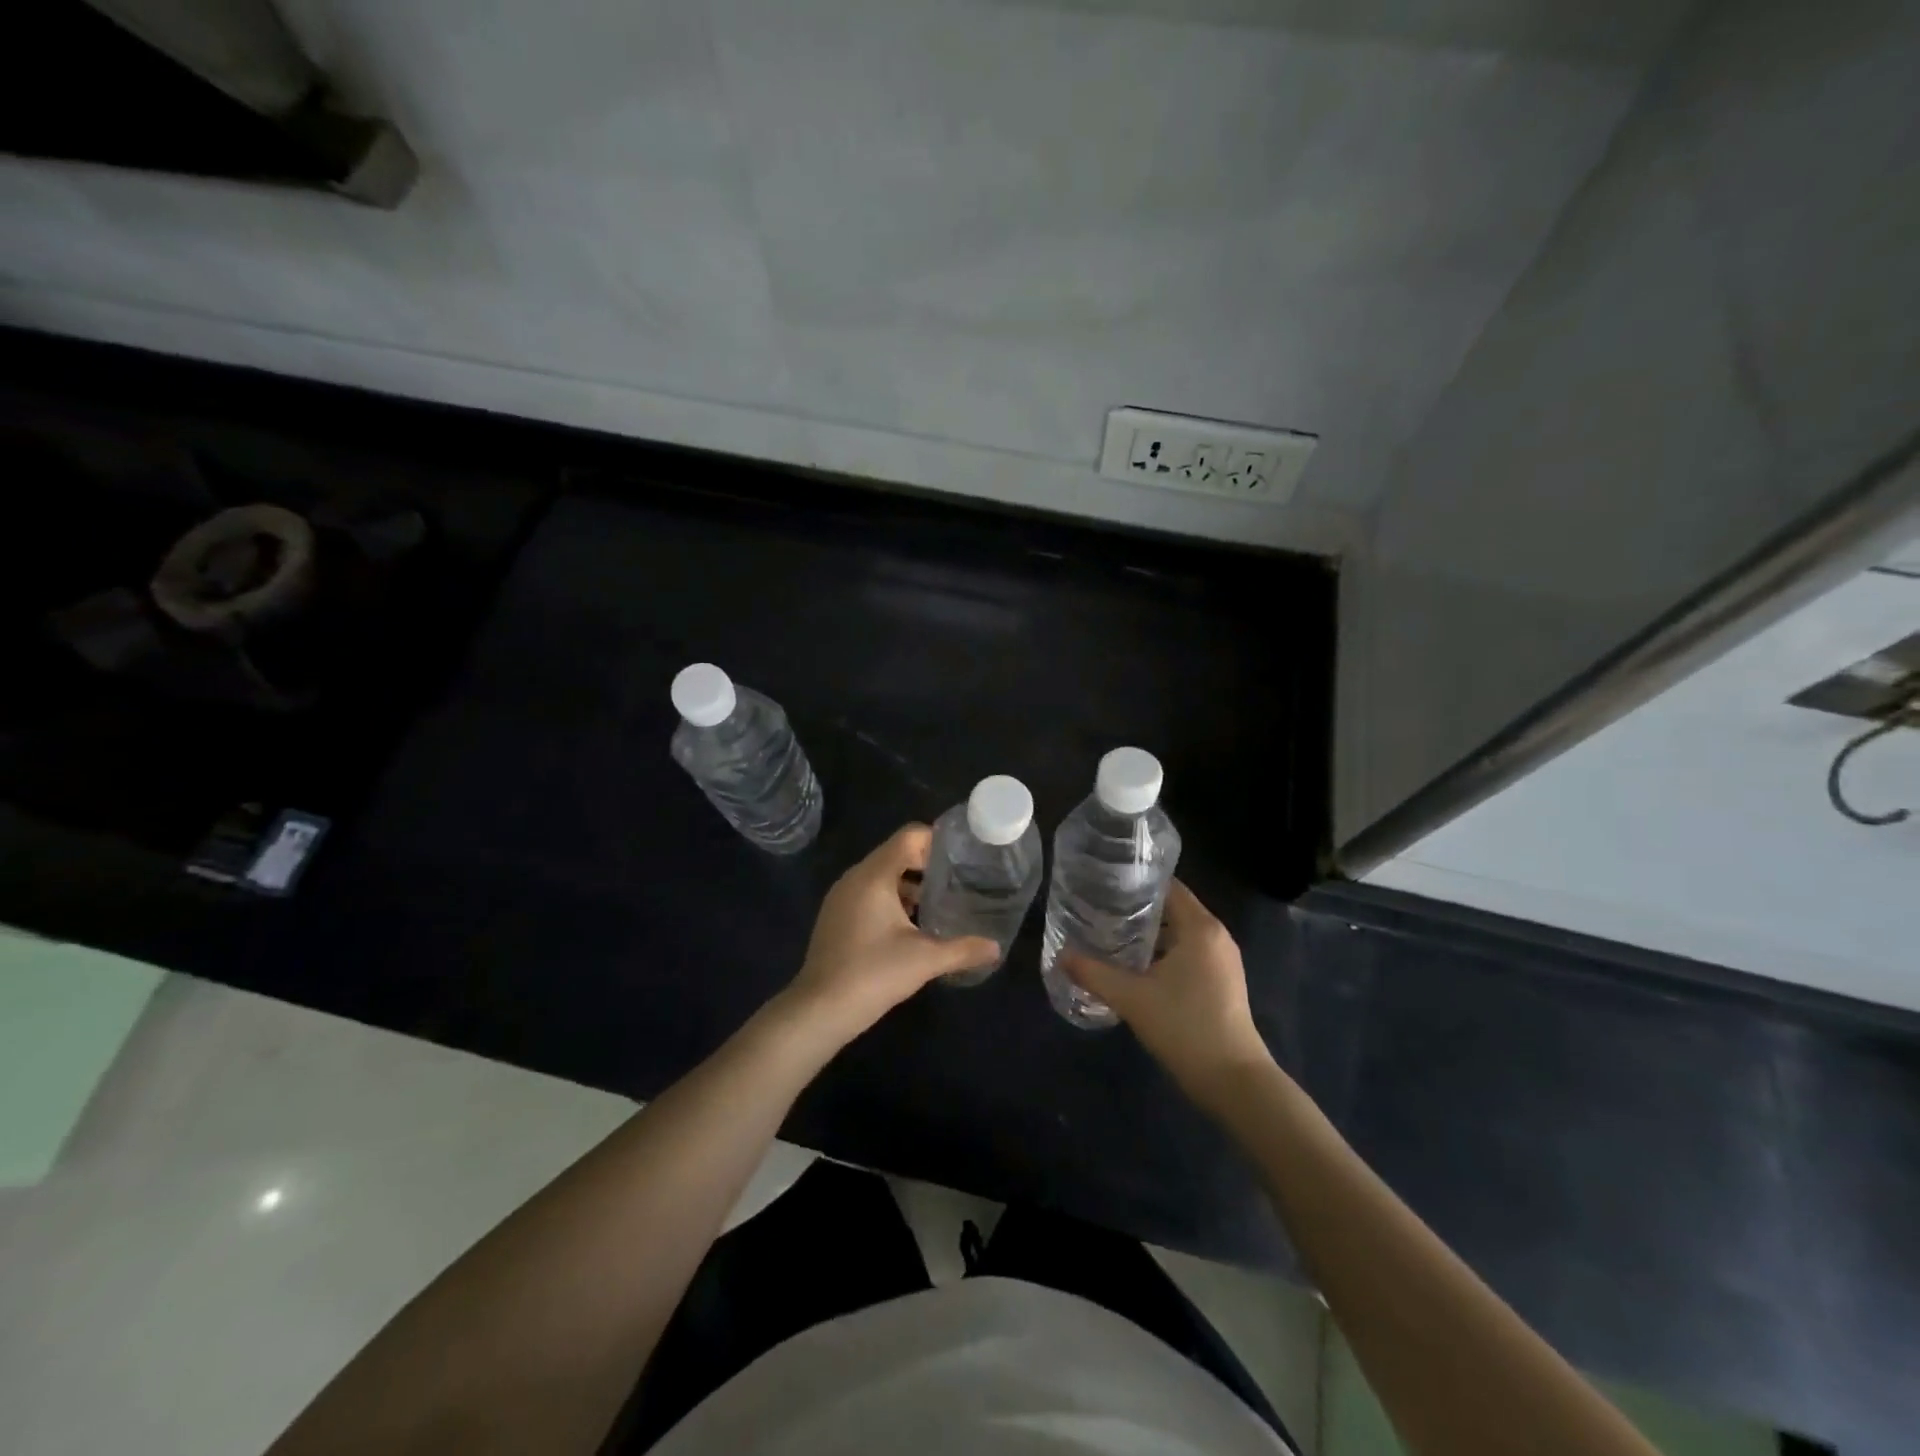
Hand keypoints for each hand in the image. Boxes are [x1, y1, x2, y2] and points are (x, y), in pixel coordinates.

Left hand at [784, 825, 999, 1045]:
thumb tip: (996, 948)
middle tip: (957, 881)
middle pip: (896, 853)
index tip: (962, 858)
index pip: (909, 836)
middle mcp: (855, 877)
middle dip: (927, 864)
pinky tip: (910, 925)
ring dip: (909, 883)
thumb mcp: (925, 960)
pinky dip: (891, 898)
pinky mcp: (836, 915)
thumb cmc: (873, 974)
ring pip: (882, 874)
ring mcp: (841, 896)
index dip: (937, 840)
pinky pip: (868, 892)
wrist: (819, 1010)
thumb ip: (963, 949)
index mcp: (874, 875)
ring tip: (938, 903)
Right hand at [1062, 881, 1273, 1112]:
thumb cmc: (1184, 1027)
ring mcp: (1223, 960)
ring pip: (1180, 933)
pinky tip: (1136, 965)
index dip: (1136, 882)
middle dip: (1137, 908)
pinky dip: (1164, 951)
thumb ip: (1093, 973)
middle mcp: (1216, 935)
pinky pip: (1189, 952)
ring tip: (1111, 933)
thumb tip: (1061, 956)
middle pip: (1173, 907)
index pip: (1167, 886)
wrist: (1233, 1081)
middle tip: (1099, 907)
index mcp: (1200, 927)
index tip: (1104, 882)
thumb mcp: (1131, 998)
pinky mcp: (1223, 982)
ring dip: (1150, 932)